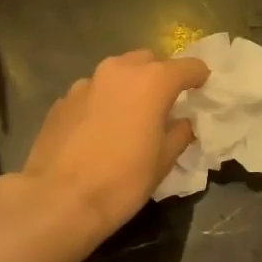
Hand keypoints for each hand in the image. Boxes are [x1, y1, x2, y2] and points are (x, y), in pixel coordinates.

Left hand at [19, 49, 208, 250]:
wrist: (58, 200)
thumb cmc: (122, 181)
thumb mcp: (163, 162)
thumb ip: (178, 134)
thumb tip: (181, 123)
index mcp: (152, 81)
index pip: (187, 66)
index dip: (198, 76)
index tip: (202, 88)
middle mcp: (118, 71)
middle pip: (148, 61)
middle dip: (159, 76)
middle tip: (164, 103)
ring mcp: (85, 83)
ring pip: (116, 74)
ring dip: (128, 87)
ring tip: (129, 116)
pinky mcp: (61, 101)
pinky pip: (92, 93)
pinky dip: (102, 102)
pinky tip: (99, 130)